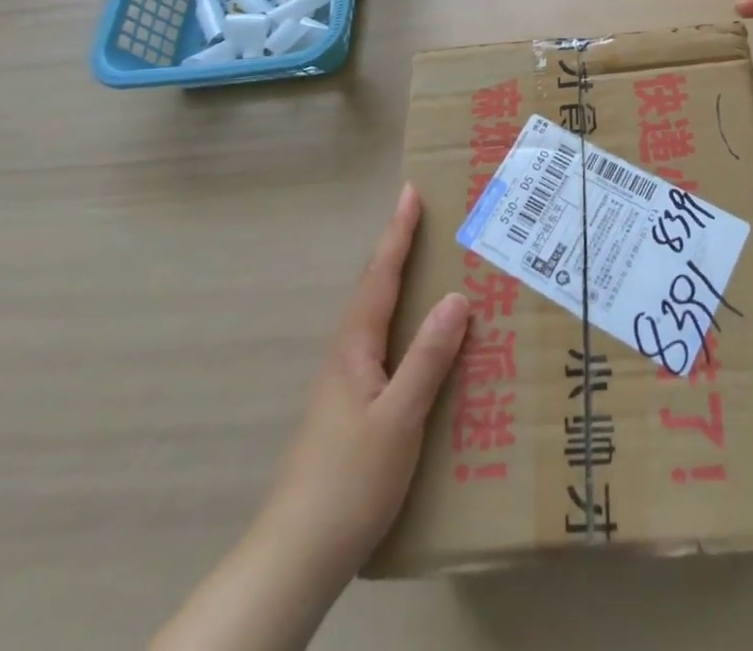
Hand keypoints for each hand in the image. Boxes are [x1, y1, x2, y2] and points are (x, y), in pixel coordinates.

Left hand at [262, 183, 468, 579]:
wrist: (295, 559)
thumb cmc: (349, 481)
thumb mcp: (399, 418)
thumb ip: (427, 358)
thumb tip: (456, 297)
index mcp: (354, 349)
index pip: (380, 277)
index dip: (397, 234)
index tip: (411, 193)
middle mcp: (346, 358)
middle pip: (375, 290)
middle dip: (399, 251)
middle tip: (428, 221)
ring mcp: (345, 386)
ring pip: (378, 320)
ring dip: (402, 287)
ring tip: (433, 270)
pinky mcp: (351, 411)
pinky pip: (384, 349)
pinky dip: (405, 326)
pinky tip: (424, 345)